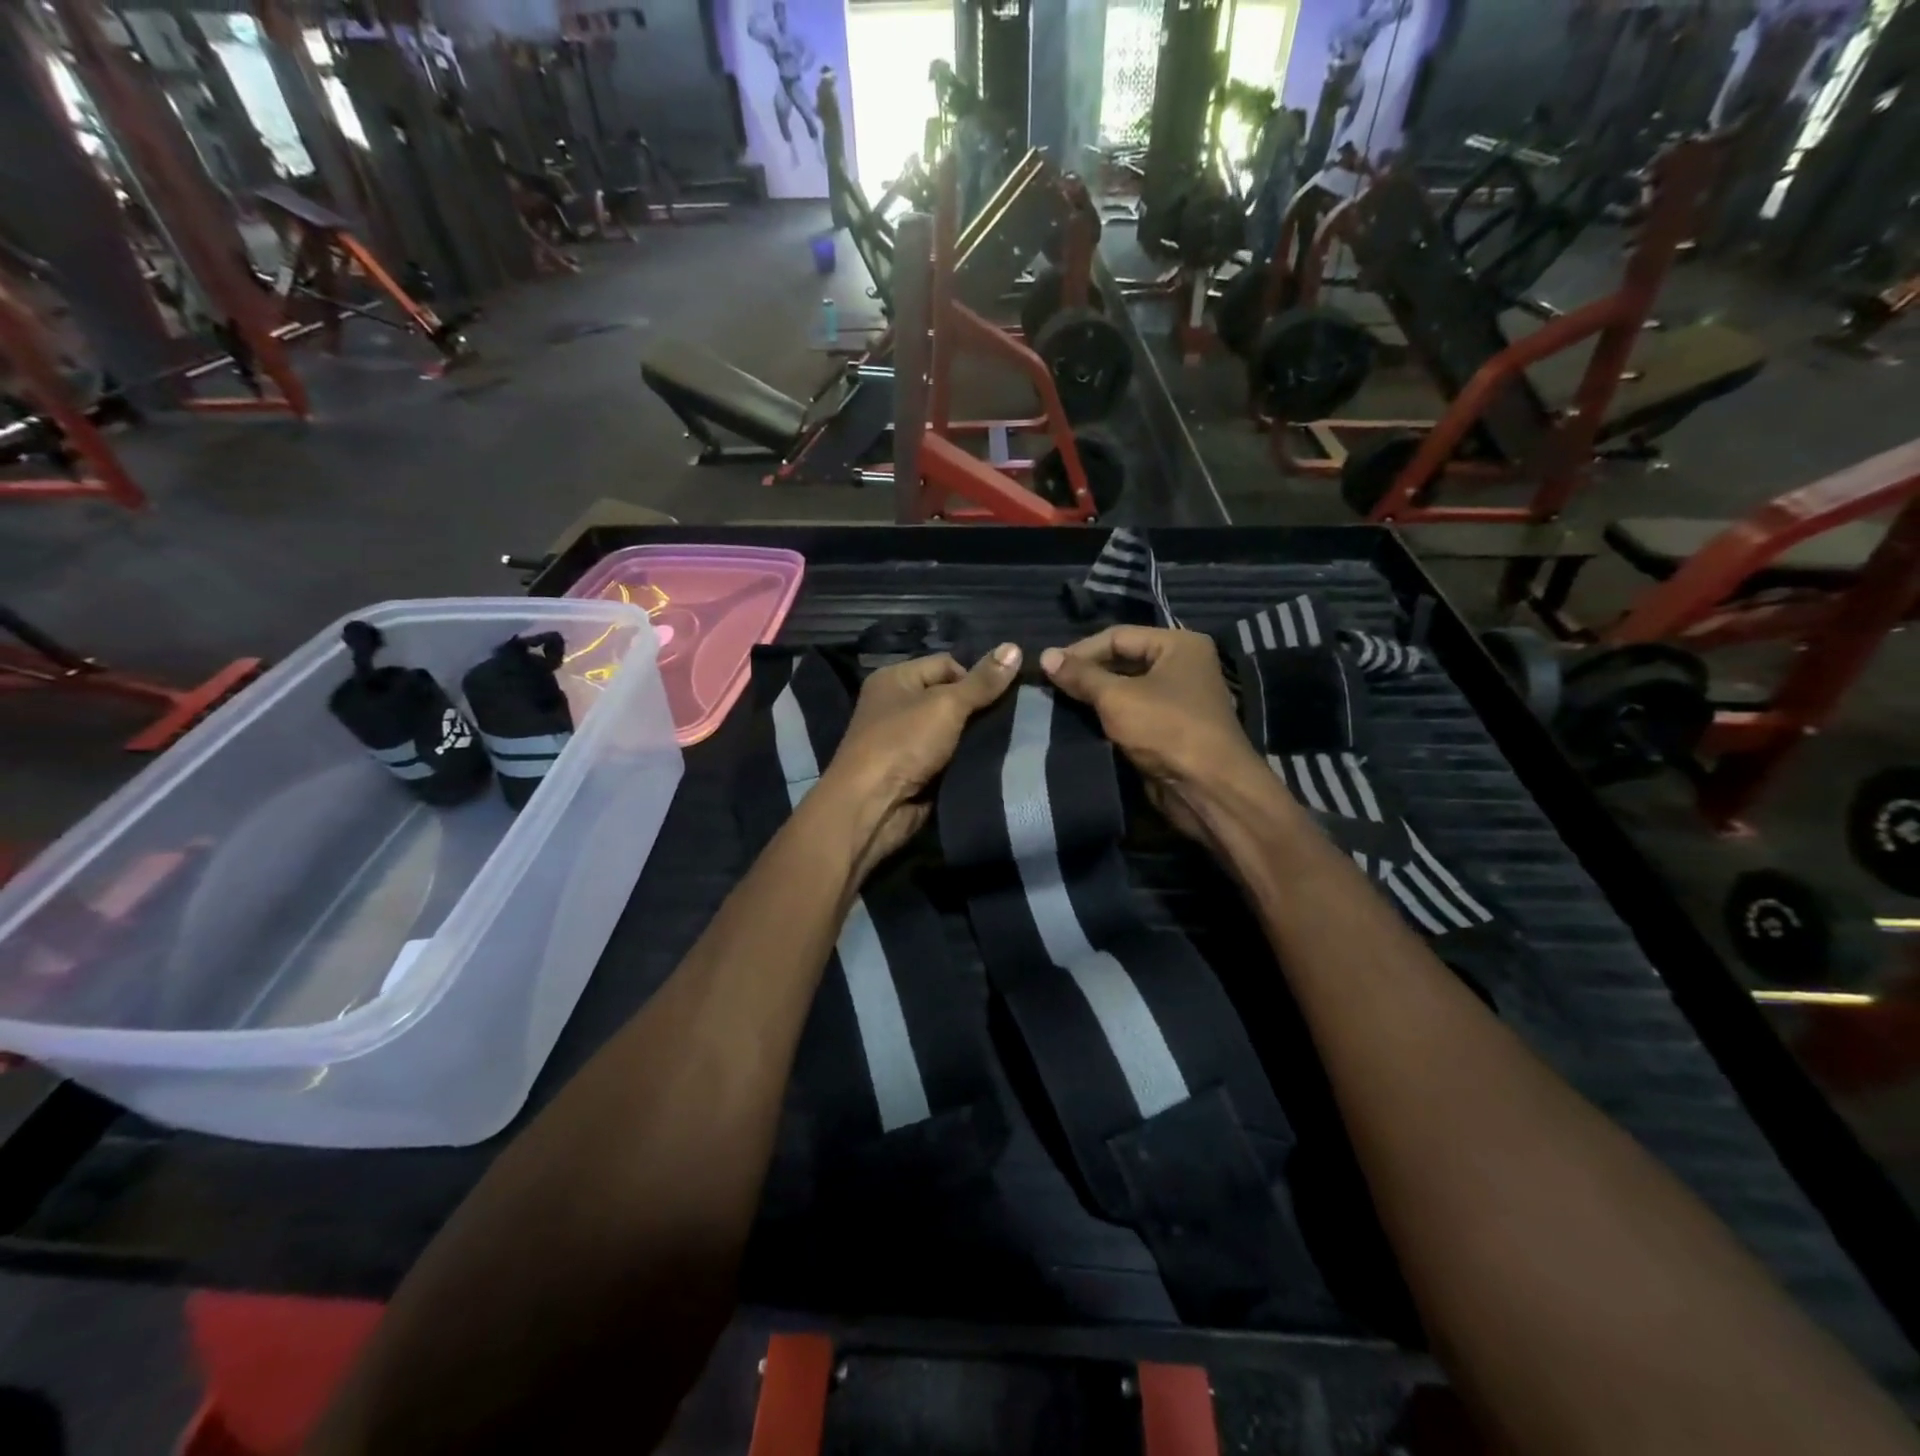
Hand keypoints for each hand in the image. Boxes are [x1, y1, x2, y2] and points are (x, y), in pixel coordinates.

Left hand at [818, 645, 1021, 879]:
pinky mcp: (916, 771)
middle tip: (1014, 718)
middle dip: (980, 708)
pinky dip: (968, 760)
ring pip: (954, 730)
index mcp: (896, 678)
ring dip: (977, 737)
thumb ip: (982, 681)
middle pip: (951, 697)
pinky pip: (950, 757)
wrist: (872, 806)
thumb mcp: (946, 705)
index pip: (947, 664)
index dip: (976, 677)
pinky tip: (994, 761)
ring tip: (1010, 739)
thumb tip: (1015, 646)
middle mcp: (898, 705)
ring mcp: (906, 741)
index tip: (1003, 696)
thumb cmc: (903, 744)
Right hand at [1040, 627, 1274, 847]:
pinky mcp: (1171, 729)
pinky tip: (1081, 723)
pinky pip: (1134, 713)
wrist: (1208, 788)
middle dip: (1087, 674)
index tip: (1048, 667)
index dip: (1081, 650)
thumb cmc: (1166, 729)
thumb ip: (1081, 676)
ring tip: (1059, 703)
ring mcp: (1178, 699)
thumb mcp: (1117, 698)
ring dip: (1095, 697)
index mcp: (1178, 645)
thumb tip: (1045, 656)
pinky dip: (1109, 717)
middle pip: (1123, 660)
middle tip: (1051, 686)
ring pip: (1127, 689)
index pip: (1118, 636)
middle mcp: (1182, 666)